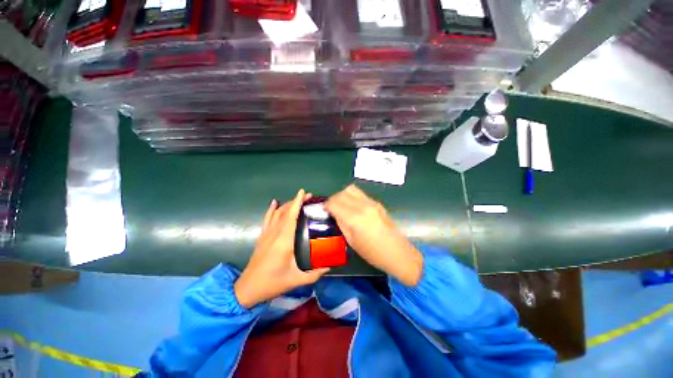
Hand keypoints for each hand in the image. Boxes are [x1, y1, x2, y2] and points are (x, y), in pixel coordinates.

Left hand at [235, 189, 329, 307]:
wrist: (248, 289)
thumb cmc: (273, 283)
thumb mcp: (297, 279)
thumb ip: (315, 273)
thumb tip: (330, 266)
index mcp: (284, 240)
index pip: (291, 216)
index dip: (297, 202)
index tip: (304, 192)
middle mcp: (275, 233)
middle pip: (285, 211)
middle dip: (296, 201)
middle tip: (308, 197)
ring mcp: (267, 234)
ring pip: (276, 213)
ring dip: (287, 204)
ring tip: (297, 200)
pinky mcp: (262, 237)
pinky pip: (267, 218)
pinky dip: (271, 209)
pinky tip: (274, 202)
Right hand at [325, 185, 422, 285]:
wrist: (398, 253)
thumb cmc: (372, 253)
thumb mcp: (351, 241)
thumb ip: (341, 223)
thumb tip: (334, 214)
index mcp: (354, 218)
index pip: (334, 203)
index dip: (326, 205)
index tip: (324, 210)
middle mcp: (362, 206)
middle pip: (342, 193)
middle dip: (333, 199)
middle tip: (331, 208)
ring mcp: (371, 203)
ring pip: (351, 189)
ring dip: (343, 195)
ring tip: (341, 205)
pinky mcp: (377, 203)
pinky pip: (360, 194)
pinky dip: (352, 197)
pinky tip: (353, 207)